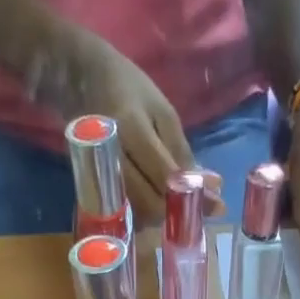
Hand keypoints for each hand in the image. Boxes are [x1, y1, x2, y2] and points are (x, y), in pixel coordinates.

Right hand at [59, 33, 224, 225]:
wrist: (82, 81)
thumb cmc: (129, 91)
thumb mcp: (163, 112)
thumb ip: (182, 153)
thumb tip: (211, 189)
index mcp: (131, 130)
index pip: (165, 176)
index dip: (192, 195)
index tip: (217, 206)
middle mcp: (113, 157)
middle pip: (150, 203)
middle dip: (177, 211)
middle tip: (197, 209)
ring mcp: (101, 175)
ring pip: (138, 213)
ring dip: (162, 216)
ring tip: (179, 205)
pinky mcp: (97, 187)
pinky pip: (126, 212)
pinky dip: (146, 215)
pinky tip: (157, 205)